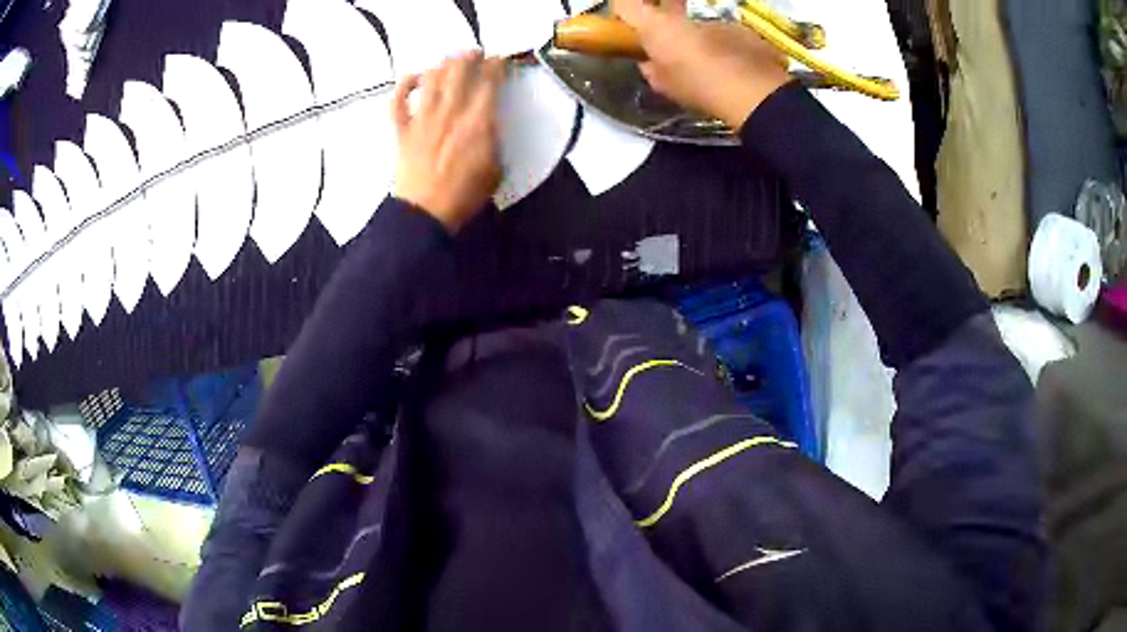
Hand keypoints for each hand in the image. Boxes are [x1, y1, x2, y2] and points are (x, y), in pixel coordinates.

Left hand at [392, 51, 504, 233]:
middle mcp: (449, 113)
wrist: (424, 214)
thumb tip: (488, 124)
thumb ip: (493, 140)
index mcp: (477, 122)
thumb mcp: (495, 169)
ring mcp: (422, 119)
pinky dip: (404, 86)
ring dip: (442, 64)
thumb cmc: (464, 196)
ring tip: (450, 61)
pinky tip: (413, 77)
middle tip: (475, 54)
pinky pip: (398, 101)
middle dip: (469, 57)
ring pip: (431, 79)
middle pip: (458, 71)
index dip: (496, 65)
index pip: (489, 81)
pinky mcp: (402, 131)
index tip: (500, 59)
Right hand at [614, 0, 789, 129]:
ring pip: (699, 25)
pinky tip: (734, 69)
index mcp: (656, 25)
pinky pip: (727, 35)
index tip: (626, 23)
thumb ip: (652, 69)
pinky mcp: (742, 30)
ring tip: (709, 65)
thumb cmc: (699, 87)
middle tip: (668, 44)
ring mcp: (715, 20)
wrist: (752, 92)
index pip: (625, 4)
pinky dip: (727, 48)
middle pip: (667, 9)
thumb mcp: (665, 86)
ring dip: (699, 38)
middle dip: (665, 20)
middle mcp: (683, 16)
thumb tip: (649, 64)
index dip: (624, 10)